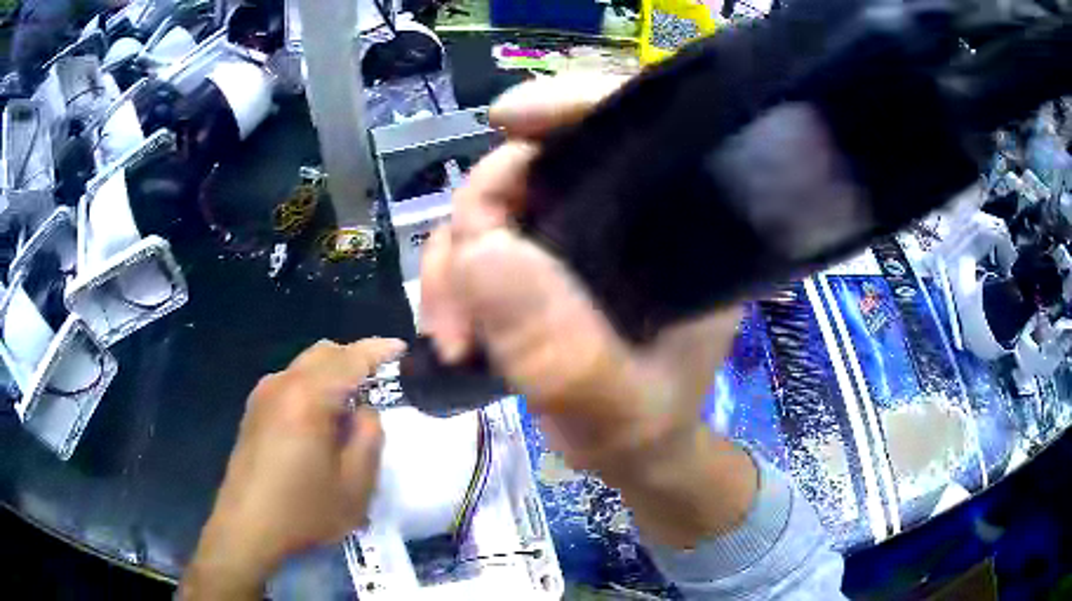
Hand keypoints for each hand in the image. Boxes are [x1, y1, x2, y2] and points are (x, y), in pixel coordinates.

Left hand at [180, 338, 405, 599]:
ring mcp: (263, 395)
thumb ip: (369, 437)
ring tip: (350, 407)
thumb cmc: (304, 510)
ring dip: (332, 374)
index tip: (402, 349)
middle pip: (324, 352)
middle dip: (355, 359)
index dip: (379, 350)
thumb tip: (364, 411)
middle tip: (380, 383)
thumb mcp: (355, 485)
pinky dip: (312, 387)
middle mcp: (282, 384)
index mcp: (309, 397)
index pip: (350, 359)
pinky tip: (318, 421)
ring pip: (304, 366)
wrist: (247, 528)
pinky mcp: (253, 411)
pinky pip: (289, 383)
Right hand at [421, 75, 756, 547]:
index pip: (634, 128)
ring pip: (492, 205)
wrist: (630, 454)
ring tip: (454, 337)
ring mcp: (575, 235)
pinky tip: (451, 332)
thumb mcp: (618, 408)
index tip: (508, 120)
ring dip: (453, 264)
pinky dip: (449, 281)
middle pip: (537, 162)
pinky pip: (474, 244)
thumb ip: (565, 351)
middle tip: (461, 298)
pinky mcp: (537, 261)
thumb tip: (481, 255)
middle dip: (480, 218)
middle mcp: (627, 215)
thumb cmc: (647, 429)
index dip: (571, 105)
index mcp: (679, 229)